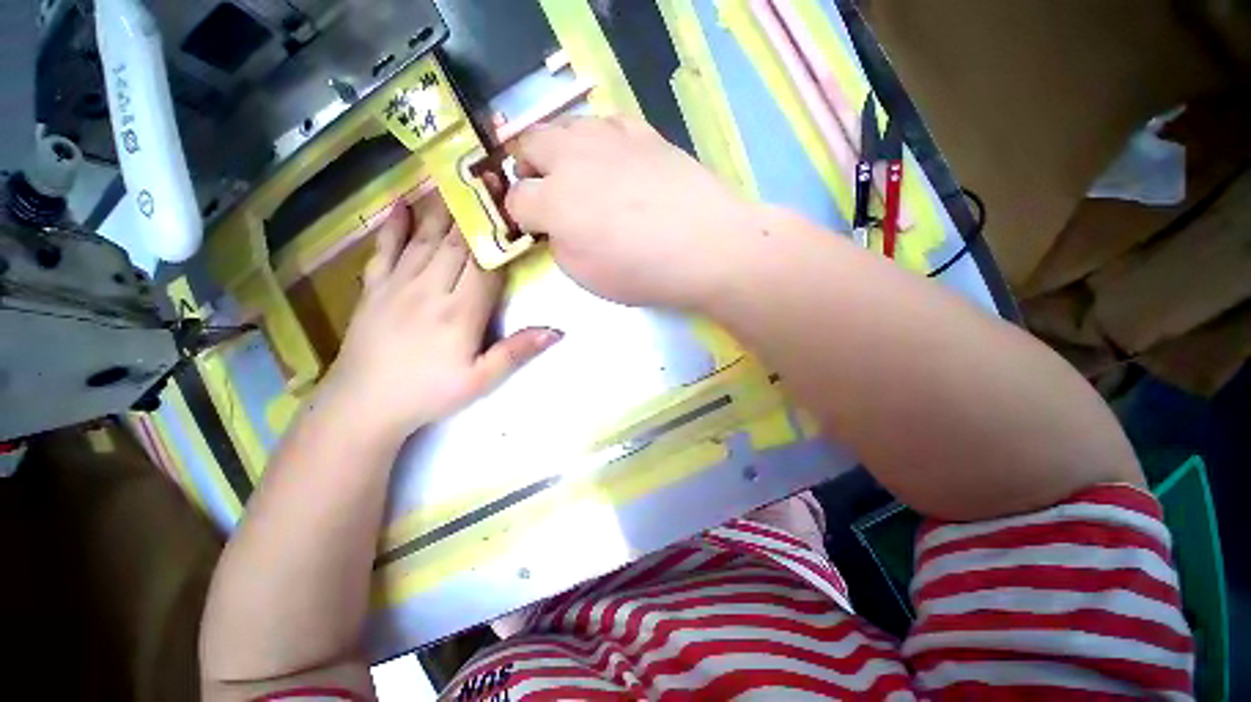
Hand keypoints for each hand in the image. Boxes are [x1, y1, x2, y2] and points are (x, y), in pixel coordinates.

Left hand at [318, 199, 561, 443]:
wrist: (364, 405)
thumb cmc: (429, 394)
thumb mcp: (481, 380)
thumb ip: (517, 352)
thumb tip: (557, 331)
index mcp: (460, 312)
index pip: (486, 263)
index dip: (501, 235)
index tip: (515, 207)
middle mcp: (430, 289)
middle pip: (458, 243)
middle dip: (477, 211)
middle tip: (491, 178)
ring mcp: (398, 285)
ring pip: (426, 238)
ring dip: (444, 208)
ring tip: (458, 179)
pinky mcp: (374, 288)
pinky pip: (385, 249)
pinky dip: (394, 225)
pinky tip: (401, 202)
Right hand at [504, 116, 760, 308]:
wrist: (705, 245)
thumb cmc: (643, 271)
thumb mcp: (586, 276)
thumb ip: (559, 245)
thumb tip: (556, 227)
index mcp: (554, 202)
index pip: (517, 199)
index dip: (521, 216)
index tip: (533, 226)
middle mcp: (573, 159)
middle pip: (529, 145)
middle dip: (527, 167)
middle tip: (543, 187)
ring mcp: (609, 138)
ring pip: (564, 126)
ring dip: (559, 148)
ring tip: (576, 170)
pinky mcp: (642, 131)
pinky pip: (605, 122)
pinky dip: (598, 140)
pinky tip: (613, 158)